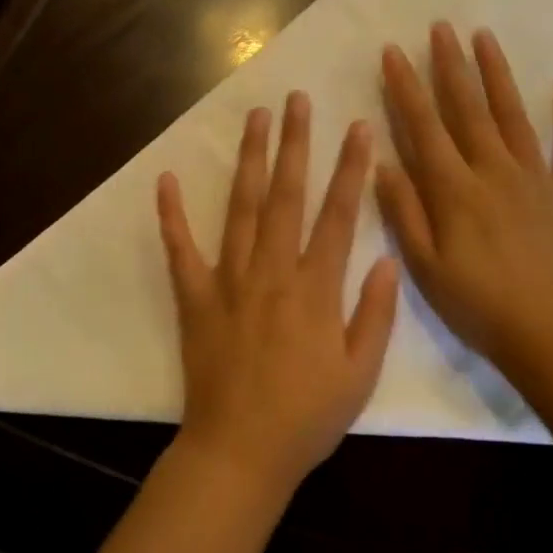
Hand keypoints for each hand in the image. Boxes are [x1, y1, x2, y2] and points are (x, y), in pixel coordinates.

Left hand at [157, 91, 400, 496]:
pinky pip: (180, 249)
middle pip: (286, 196)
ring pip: (242, 208)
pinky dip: (171, 215)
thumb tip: (388, 259)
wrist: (241, 452)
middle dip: (295, 144)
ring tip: (255, 119)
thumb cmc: (306, 417)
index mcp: (315, 288)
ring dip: (249, 160)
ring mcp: (229, 280)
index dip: (350, 169)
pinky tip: (164, 180)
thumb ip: (375, 314)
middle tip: (297, 100)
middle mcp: (272, 271)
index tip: (357, 128)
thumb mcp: (359, 374)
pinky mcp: (195, 296)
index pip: (337, 216)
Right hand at [378, 23, 552, 377]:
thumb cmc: (478, 306)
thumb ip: (404, 210)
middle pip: (468, 108)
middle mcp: (494, 170)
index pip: (424, 125)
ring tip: (484, 37)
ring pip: (513, 115)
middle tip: (440, 27)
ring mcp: (536, 179)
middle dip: (450, 64)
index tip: (394, 52)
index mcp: (455, 189)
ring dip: (497, 74)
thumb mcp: (425, 266)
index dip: (406, 86)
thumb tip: (381, 161)